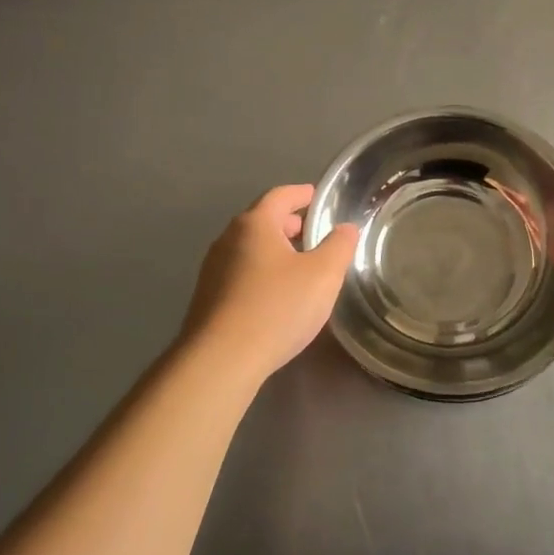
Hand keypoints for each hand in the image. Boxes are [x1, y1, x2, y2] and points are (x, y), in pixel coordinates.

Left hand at [180, 185, 358, 382]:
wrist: (221, 360)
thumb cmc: (277, 308)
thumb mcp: (323, 275)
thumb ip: (339, 246)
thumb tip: (346, 228)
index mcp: (254, 224)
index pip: (280, 196)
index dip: (301, 194)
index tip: (316, 196)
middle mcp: (228, 239)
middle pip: (261, 221)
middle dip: (288, 224)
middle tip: (312, 232)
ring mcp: (213, 269)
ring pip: (249, 248)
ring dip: (274, 250)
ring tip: (299, 265)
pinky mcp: (207, 298)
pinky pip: (240, 273)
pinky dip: (261, 272)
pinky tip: (276, 295)